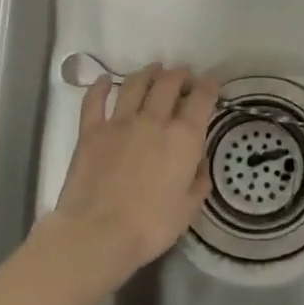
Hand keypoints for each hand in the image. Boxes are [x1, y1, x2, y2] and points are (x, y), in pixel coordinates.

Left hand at [47, 63, 218, 282]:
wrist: (98, 234)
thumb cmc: (150, 227)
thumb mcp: (188, 209)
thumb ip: (198, 182)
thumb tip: (199, 163)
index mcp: (184, 138)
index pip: (202, 98)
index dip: (210, 84)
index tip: (213, 79)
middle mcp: (154, 120)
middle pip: (169, 83)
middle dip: (180, 74)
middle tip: (183, 75)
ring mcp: (120, 122)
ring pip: (135, 84)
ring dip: (148, 72)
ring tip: (154, 70)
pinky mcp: (91, 131)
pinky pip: (94, 100)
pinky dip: (100, 86)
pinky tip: (105, 80)